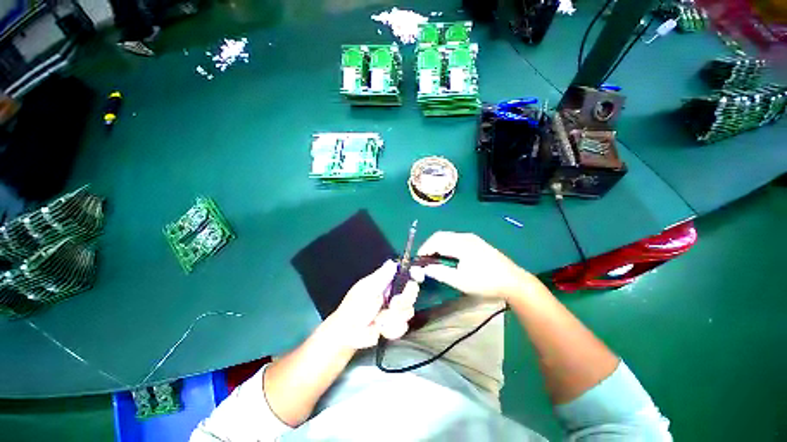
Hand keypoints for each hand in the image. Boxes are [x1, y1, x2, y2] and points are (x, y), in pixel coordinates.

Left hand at [324, 261, 422, 348]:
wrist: (349, 334)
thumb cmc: (354, 307)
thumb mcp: (366, 290)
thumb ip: (381, 277)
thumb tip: (392, 262)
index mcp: (386, 282)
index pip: (405, 274)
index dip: (414, 273)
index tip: (418, 276)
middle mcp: (393, 293)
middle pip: (412, 292)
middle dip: (403, 300)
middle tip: (393, 304)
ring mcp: (396, 310)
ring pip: (409, 310)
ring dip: (393, 317)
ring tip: (379, 320)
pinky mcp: (396, 324)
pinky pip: (403, 326)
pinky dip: (391, 329)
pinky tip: (380, 328)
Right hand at [417, 231, 531, 299]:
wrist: (513, 281)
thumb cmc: (485, 282)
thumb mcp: (460, 281)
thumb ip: (440, 273)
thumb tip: (424, 269)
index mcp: (461, 243)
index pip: (436, 240)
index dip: (424, 249)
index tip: (418, 260)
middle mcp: (465, 237)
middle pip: (441, 236)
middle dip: (430, 246)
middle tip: (424, 260)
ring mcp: (472, 238)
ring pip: (448, 237)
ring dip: (438, 246)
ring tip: (434, 259)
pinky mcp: (476, 243)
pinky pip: (455, 240)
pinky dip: (446, 246)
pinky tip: (448, 257)